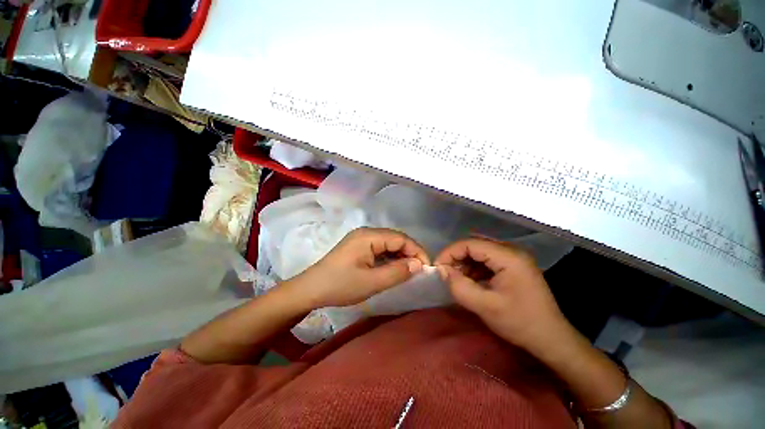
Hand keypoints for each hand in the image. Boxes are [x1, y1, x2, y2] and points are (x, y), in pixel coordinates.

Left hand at [289, 228, 430, 308]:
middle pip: (395, 239)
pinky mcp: (358, 247)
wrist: (310, 289)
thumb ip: (397, 272)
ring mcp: (361, 239)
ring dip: (400, 256)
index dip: (416, 251)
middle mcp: (366, 232)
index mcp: (369, 236)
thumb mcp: (371, 282)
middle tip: (419, 271)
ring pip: (388, 243)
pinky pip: (380, 248)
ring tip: (408, 271)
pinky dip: (389, 258)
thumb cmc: (340, 285)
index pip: (401, 238)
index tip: (426, 268)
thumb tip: (418, 265)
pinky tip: (393, 268)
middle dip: (409, 253)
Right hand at [435, 238, 571, 353]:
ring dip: (465, 262)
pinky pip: (488, 260)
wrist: (552, 339)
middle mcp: (512, 251)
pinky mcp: (514, 266)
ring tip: (456, 278)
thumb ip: (459, 286)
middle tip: (445, 272)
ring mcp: (514, 258)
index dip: (450, 252)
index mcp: (508, 256)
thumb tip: (442, 270)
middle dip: (456, 256)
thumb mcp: (485, 306)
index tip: (437, 267)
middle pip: (475, 245)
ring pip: (480, 251)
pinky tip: (471, 280)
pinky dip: (475, 268)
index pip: (470, 243)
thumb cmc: (520, 322)